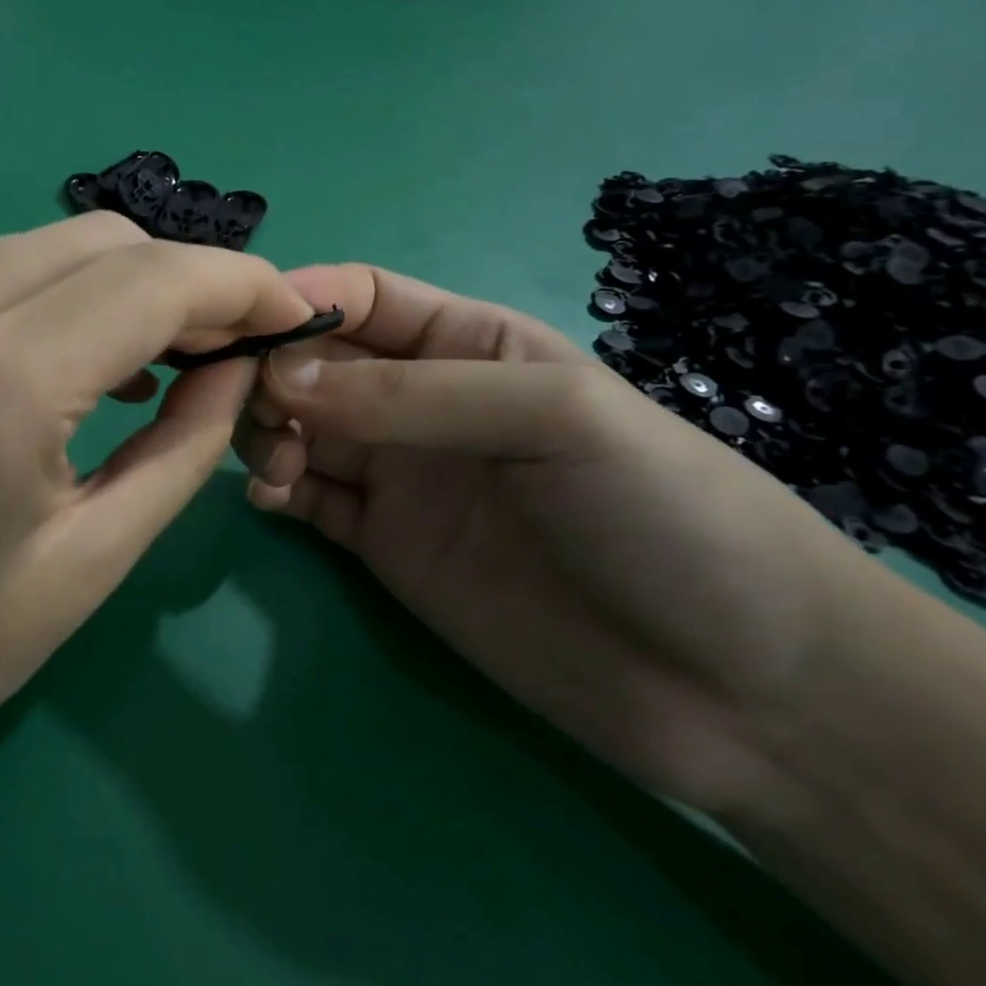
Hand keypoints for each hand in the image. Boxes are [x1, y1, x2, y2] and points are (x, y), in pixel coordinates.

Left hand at [0, 214, 317, 860]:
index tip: (288, 309)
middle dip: (180, 279)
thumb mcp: (100, 555)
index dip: (237, 282)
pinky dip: (47, 292)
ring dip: (116, 282)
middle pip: (99, 239)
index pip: (148, 281)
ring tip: (150, 353)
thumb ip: (189, 438)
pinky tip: (64, 353)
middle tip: (220, 344)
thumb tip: (242, 358)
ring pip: (43, 242)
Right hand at [235, 263, 878, 823]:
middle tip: (255, 409)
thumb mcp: (551, 416)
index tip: (246, 326)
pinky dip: (276, 489)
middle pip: (316, 363)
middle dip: (273, 374)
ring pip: (299, 428)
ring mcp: (399, 475)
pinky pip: (307, 498)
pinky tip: (271, 499)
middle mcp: (422, 403)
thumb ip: (411, 395)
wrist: (740, 688)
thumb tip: (280, 377)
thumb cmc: (661, 510)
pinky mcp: (383, 544)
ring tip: (275, 463)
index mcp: (468, 343)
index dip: (301, 299)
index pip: (363, 297)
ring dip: (267, 431)